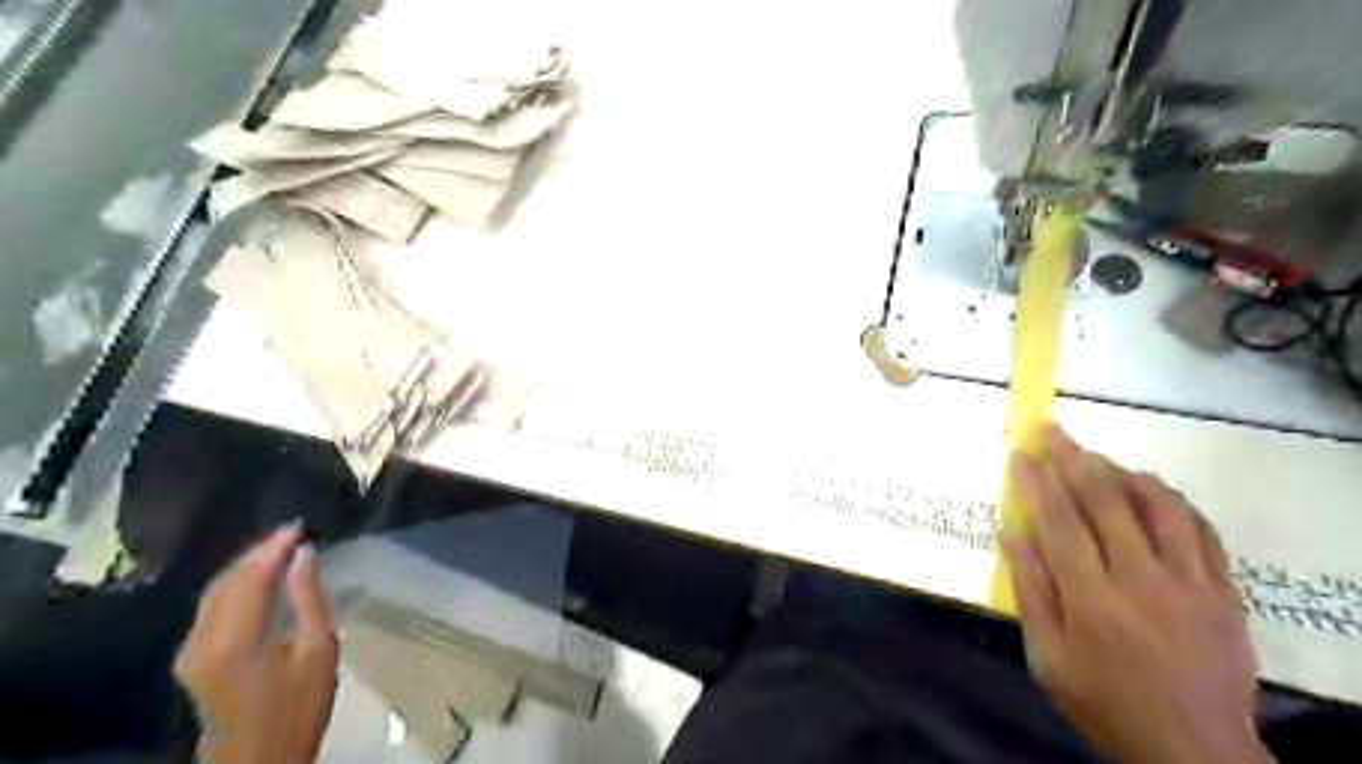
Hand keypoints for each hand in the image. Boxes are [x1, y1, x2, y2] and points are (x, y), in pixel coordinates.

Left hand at [173, 526, 336, 763]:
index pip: (249, 578)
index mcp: (233, 641)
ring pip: (214, 595)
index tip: (299, 526)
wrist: (260, 762)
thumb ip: (309, 599)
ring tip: (280, 550)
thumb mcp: (319, 651)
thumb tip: (305, 555)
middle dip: (257, 554)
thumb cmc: (299, 708)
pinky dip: (236, 587)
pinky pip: (211, 610)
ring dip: (245, 569)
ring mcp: (190, 653)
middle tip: (291, 534)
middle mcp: (200, 642)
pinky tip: (260, 581)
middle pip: (224, 583)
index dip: (272, 548)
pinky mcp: (192, 661)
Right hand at [1002, 428, 1272, 762]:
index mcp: (1090, 598)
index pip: (1058, 521)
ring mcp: (1189, 582)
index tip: (1020, 453)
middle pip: (1105, 501)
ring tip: (1098, 455)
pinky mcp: (1222, 591)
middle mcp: (1140, 579)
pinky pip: (1200, 529)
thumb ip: (1030, 592)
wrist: (1193, 750)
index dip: (1036, 482)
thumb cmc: (1104, 701)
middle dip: (1073, 459)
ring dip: (1122, 472)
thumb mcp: (1047, 658)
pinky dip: (1172, 500)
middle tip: (1052, 430)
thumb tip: (1011, 534)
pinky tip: (1153, 487)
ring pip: (1156, 506)